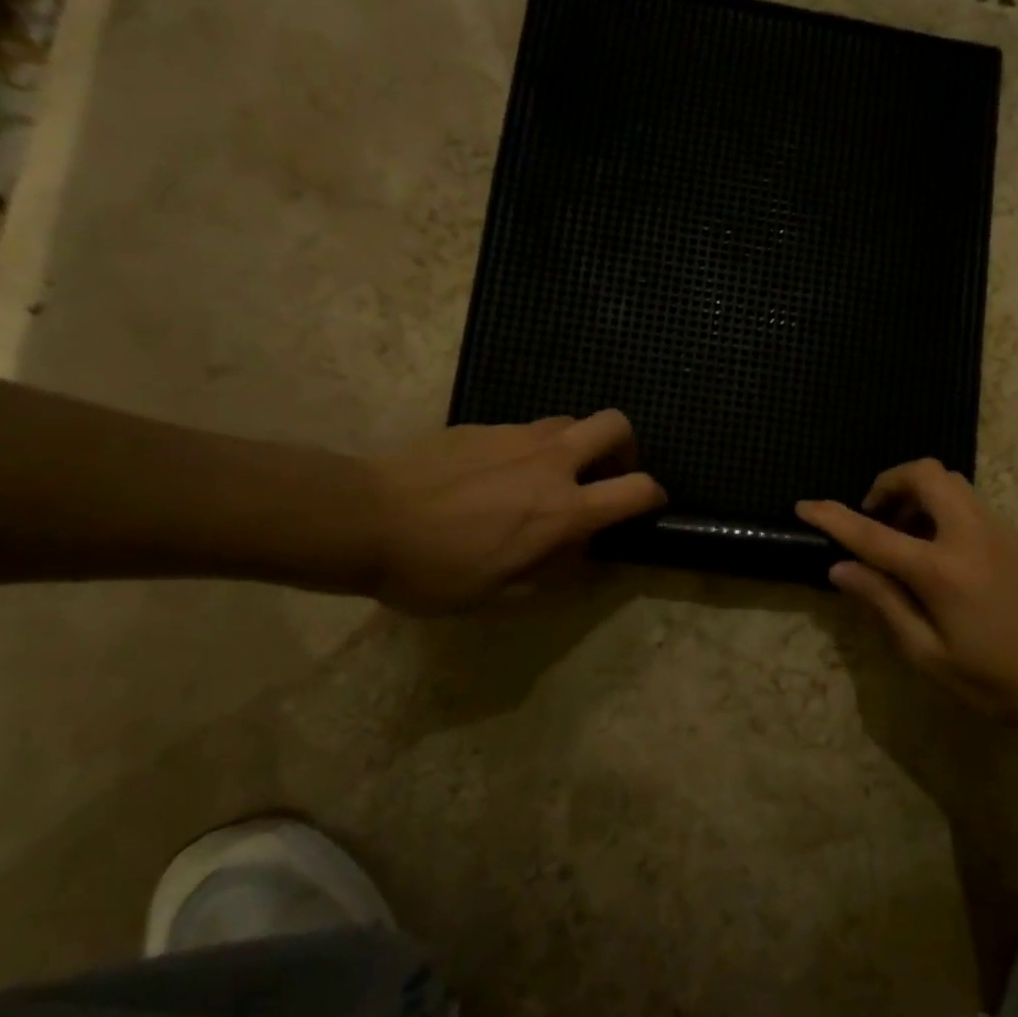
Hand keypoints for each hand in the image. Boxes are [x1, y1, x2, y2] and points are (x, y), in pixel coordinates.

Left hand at [367, 410, 664, 613]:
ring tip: (547, 478)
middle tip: (605, 475)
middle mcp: (551, 462)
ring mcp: (515, 437)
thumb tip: (576, 548)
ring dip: (575, 447)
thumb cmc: (434, 570)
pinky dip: (529, 449)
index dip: (653, 496)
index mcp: (563, 510)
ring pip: (569, 423)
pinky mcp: (481, 426)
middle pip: (615, 425)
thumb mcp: (499, 594)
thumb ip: (550, 569)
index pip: (637, 489)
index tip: (646, 506)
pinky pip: (524, 430)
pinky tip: (495, 477)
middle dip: (626, 446)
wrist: (364, 519)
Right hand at [797, 460, 1017, 730]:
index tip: (805, 505)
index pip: (872, 532)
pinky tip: (957, 565)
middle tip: (877, 518)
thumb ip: (883, 602)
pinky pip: (979, 511)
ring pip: (956, 485)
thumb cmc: (996, 682)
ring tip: (912, 541)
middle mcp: (972, 535)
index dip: (833, 516)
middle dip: (890, 482)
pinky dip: (952, 519)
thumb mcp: (928, 654)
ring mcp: (1005, 531)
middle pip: (926, 474)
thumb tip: (841, 568)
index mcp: (941, 569)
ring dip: (922, 497)